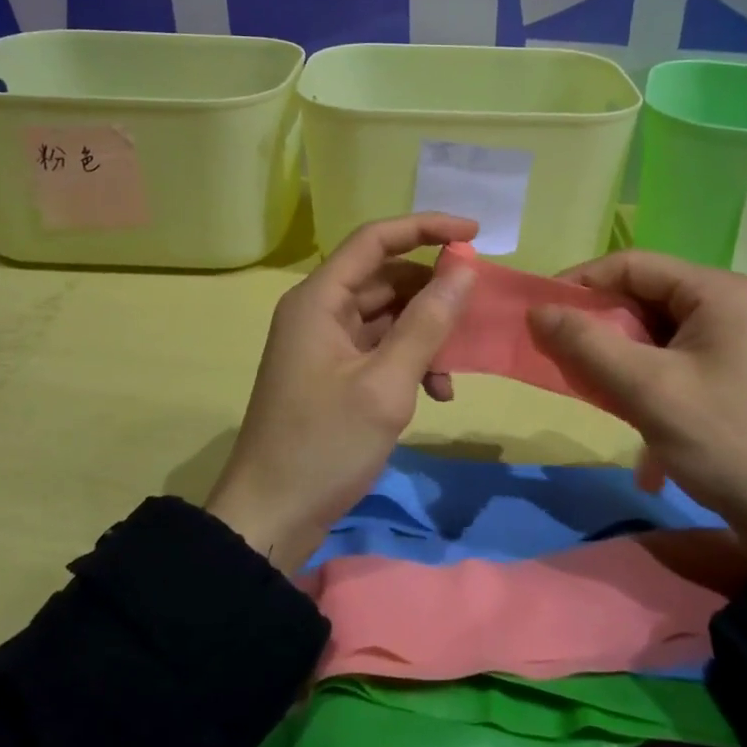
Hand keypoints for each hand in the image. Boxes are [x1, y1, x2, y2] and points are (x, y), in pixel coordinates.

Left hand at [204, 213, 477, 573]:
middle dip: (432, 292)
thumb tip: (464, 270)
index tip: (475, 234)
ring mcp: (326, 344)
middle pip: (385, 277)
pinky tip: (437, 394)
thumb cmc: (324, 446)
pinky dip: (411, 361)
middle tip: (475, 310)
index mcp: (319, 300)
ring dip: (426, 334)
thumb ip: (427, 323)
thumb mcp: (385, 385)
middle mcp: (320, 311)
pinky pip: (382, 348)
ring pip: (389, 315)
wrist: (270, 518)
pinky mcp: (335, 374)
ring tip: (452, 372)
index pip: (376, 239)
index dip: (426, 228)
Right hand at [528, 250, 746, 560]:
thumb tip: (535, 311)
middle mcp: (725, 304)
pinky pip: (667, 357)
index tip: (540, 314)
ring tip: (591, 387)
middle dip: (598, 326)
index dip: (581, 283)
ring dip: (616, 357)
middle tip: (560, 355)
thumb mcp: (647, 390)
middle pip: (641, 296)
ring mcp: (729, 339)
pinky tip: (630, 416)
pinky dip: (640, 378)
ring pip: (651, 331)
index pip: (632, 265)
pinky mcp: (726, 370)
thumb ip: (587, 344)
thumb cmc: (722, 441)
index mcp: (716, 292)